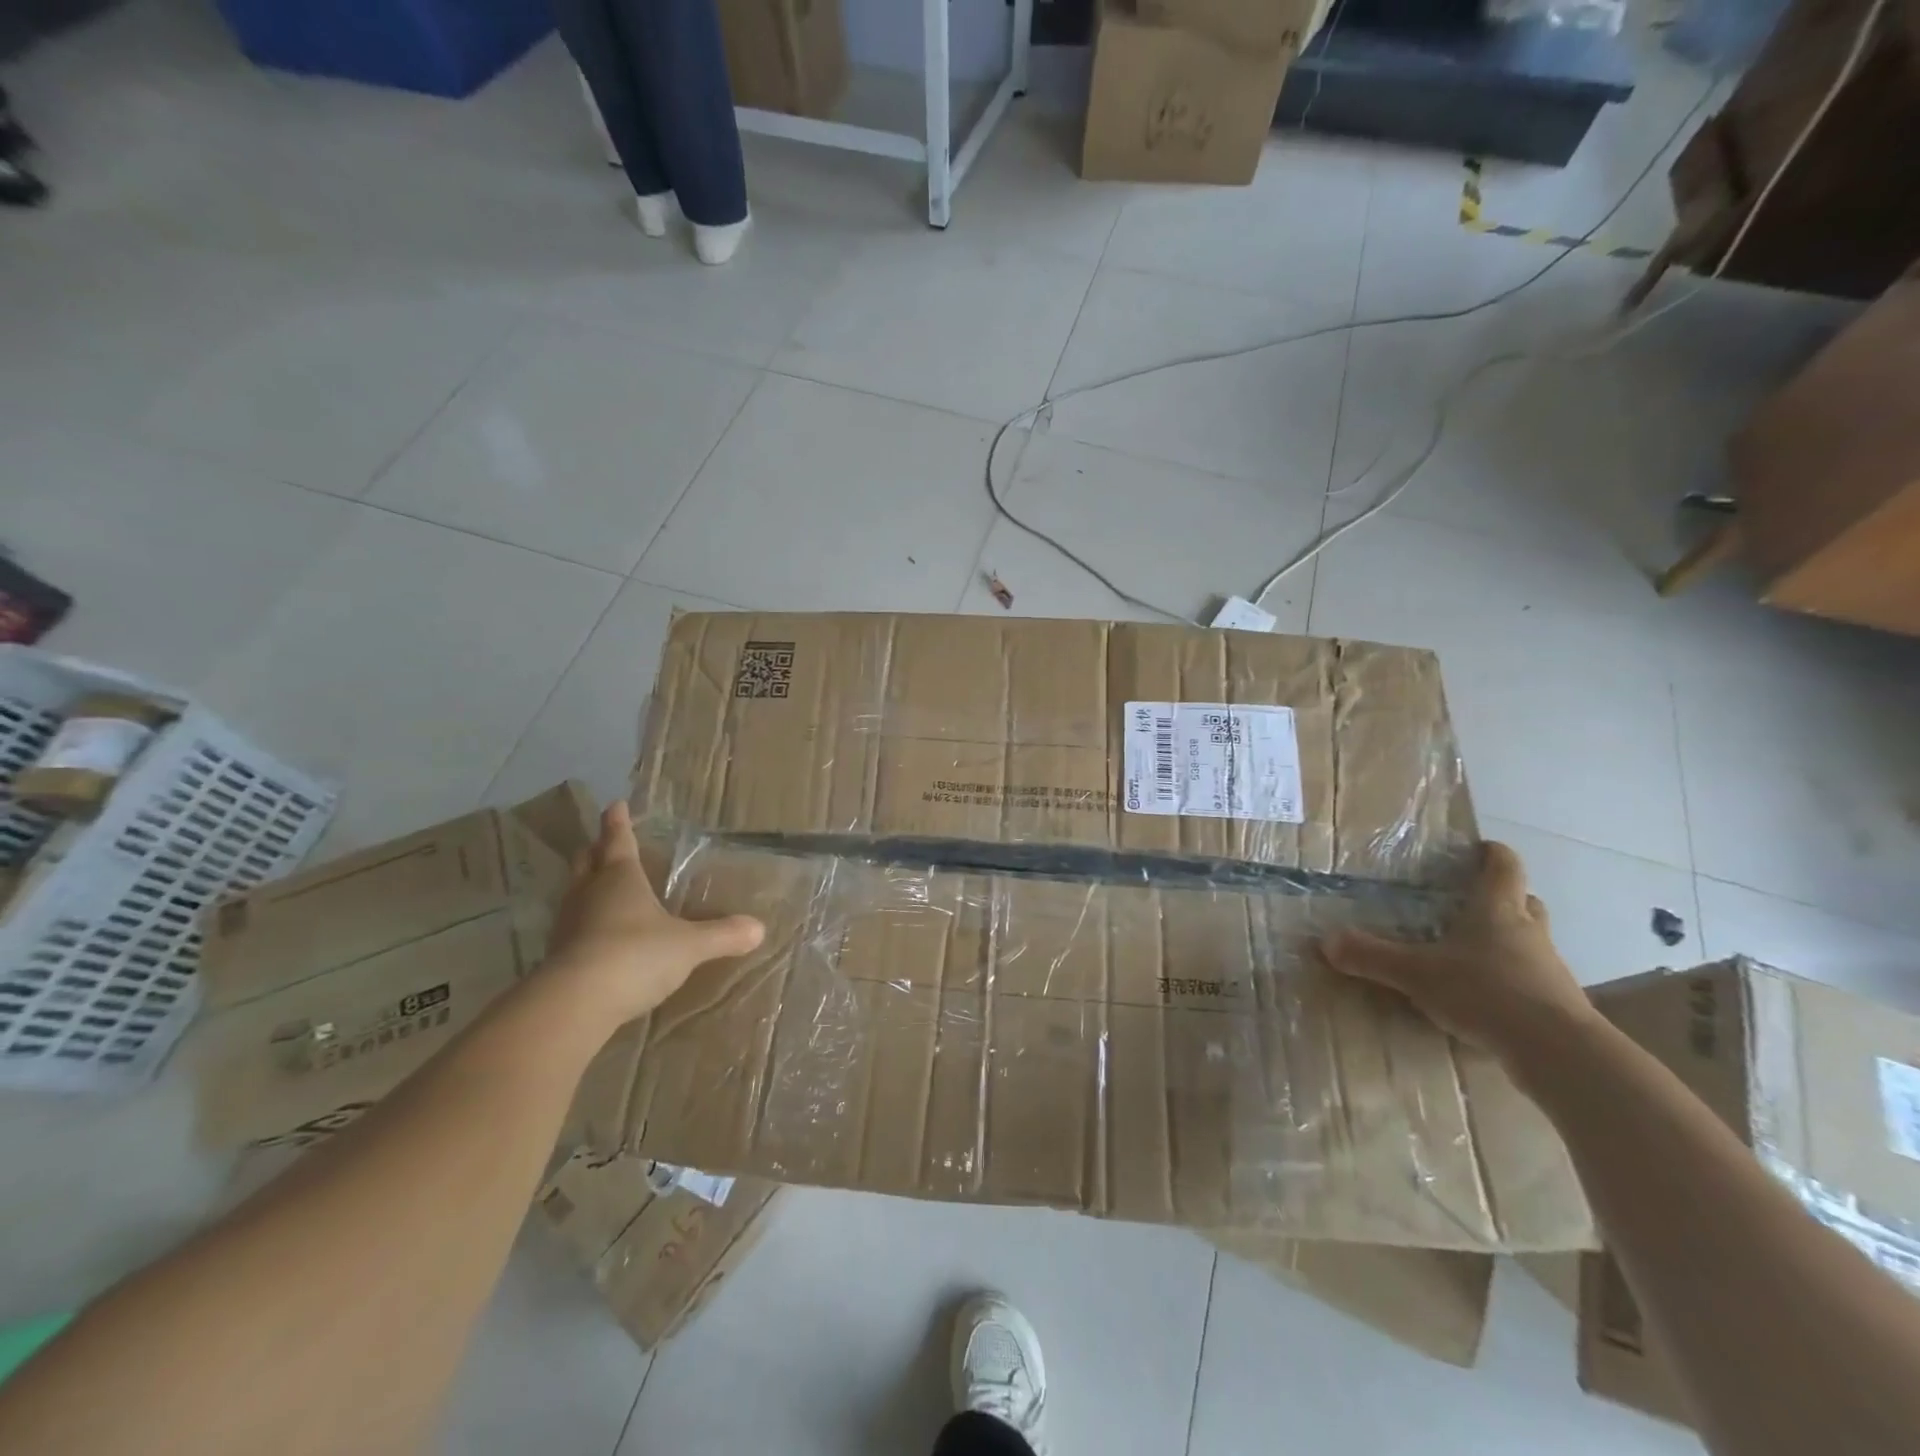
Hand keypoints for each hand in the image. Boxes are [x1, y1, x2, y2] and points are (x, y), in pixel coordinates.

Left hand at [541, 801, 764, 1030]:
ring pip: (575, 893)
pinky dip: (584, 923)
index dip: (617, 822)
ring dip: (586, 886)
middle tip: (603, 844)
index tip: (615, 805)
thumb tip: (759, 928)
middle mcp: (589, 892)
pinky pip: (572, 927)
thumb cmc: (636, 954)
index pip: (618, 840)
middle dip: (595, 850)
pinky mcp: (557, 955)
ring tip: (601, 887)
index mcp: (620, 877)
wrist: (576, 1002)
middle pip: (587, 861)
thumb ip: (722, 935)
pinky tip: (597, 935)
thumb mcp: (689, 945)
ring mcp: (568, 924)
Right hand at [1319, 841, 1599, 1065]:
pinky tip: (1485, 996)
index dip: (1492, 854)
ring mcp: (1547, 968)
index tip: (1479, 848)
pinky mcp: (1556, 1004)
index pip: (1503, 866)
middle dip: (1502, 897)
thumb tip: (1325, 942)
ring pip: (1529, 941)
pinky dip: (1511, 979)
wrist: (1557, 1051)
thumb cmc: (1485, 991)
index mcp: (1497, 910)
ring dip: (1507, 940)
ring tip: (1471, 952)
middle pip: (1524, 901)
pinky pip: (1531, 979)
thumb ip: (1371, 956)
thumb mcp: (1416, 973)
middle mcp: (1527, 931)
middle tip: (1470, 901)